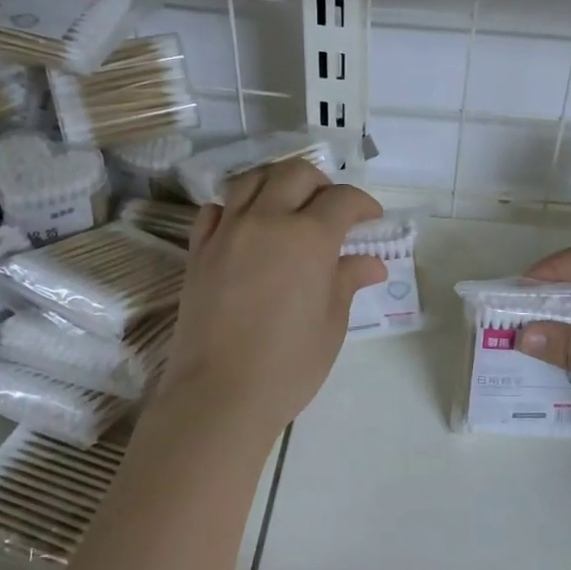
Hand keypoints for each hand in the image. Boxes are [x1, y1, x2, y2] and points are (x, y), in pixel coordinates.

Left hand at [157, 160, 383, 439]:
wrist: (219, 395)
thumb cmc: (289, 365)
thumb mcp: (331, 324)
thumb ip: (347, 281)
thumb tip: (371, 263)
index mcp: (308, 238)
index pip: (342, 200)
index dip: (363, 205)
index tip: (371, 220)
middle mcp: (266, 221)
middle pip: (295, 174)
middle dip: (320, 184)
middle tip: (331, 210)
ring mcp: (227, 232)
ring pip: (252, 180)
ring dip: (277, 183)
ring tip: (289, 206)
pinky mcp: (198, 250)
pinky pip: (216, 209)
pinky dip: (235, 207)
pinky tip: (246, 227)